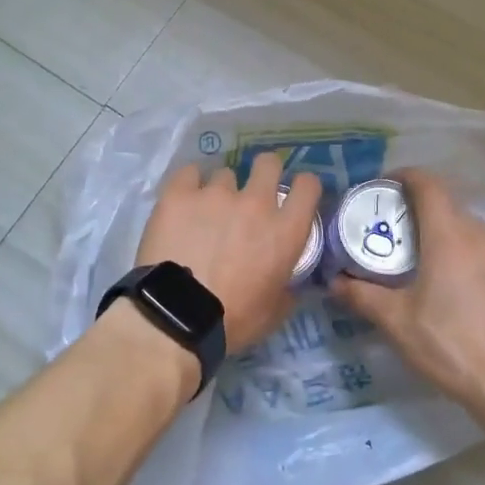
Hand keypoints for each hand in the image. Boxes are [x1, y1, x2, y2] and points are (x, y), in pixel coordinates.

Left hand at [136, 154, 322, 351]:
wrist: (176, 316)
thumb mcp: (274, 312)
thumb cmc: (232, 320)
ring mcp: (215, 194)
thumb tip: (290, 283)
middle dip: (264, 172)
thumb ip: (288, 288)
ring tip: (206, 212)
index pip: (308, 186)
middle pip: (268, 163)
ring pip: (224, 174)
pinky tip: (183, 201)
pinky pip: (189, 173)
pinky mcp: (179, 194)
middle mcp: (255, 203)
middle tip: (252, 193)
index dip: (303, 186)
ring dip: (220, 190)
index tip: (293, 195)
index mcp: (284, 231)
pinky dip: (189, 184)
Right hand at [332, 170, 484, 417]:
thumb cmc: (450, 345)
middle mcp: (480, 235)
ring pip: (465, 227)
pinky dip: (459, 250)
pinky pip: (481, 248)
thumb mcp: (396, 321)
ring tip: (414, 257)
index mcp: (449, 235)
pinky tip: (447, 283)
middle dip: (415, 209)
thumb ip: (361, 296)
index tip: (381, 187)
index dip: (404, 176)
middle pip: (445, 204)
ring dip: (438, 231)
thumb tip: (334, 282)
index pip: (428, 184)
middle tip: (388, 230)